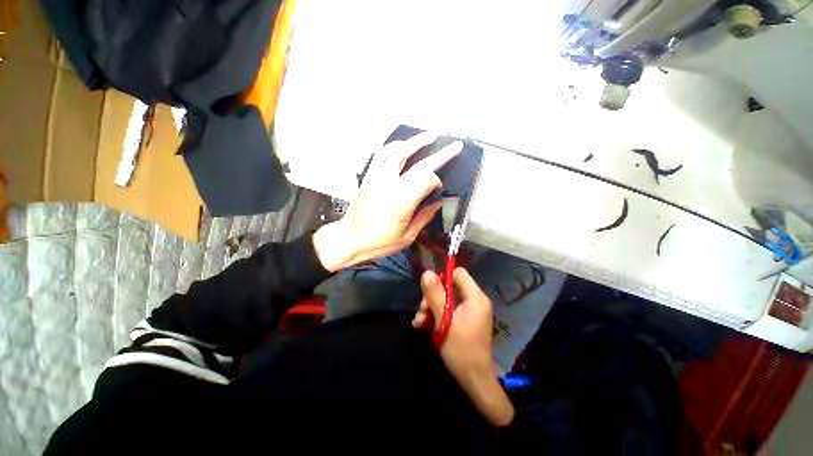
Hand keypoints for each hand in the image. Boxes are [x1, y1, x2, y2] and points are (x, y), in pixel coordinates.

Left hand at [313, 132, 461, 271]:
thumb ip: (425, 216)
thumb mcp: (407, 236)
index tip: (438, 190)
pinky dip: (394, 146)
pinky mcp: (369, 176)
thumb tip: (438, 201)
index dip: (437, 183)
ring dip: (415, 141)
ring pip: (398, 151)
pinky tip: (402, 145)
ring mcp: (377, 177)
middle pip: (418, 163)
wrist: (348, 238)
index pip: (427, 180)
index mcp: (401, 202)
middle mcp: (390, 184)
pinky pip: (381, 154)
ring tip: (430, 136)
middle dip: (440, 154)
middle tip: (454, 146)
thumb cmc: (379, 242)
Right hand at [412, 268, 514, 426]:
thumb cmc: (461, 349)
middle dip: (432, 298)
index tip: (429, 290)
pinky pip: (448, 311)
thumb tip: (427, 272)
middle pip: (449, 287)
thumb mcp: (444, 320)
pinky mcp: (464, 321)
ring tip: (418, 323)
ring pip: (446, 300)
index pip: (458, 273)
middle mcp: (474, 301)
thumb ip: (435, 295)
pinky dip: (436, 316)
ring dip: (431, 308)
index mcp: (475, 297)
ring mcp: (470, 312)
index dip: (442, 277)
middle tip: (421, 312)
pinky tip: (423, 326)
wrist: (474, 381)